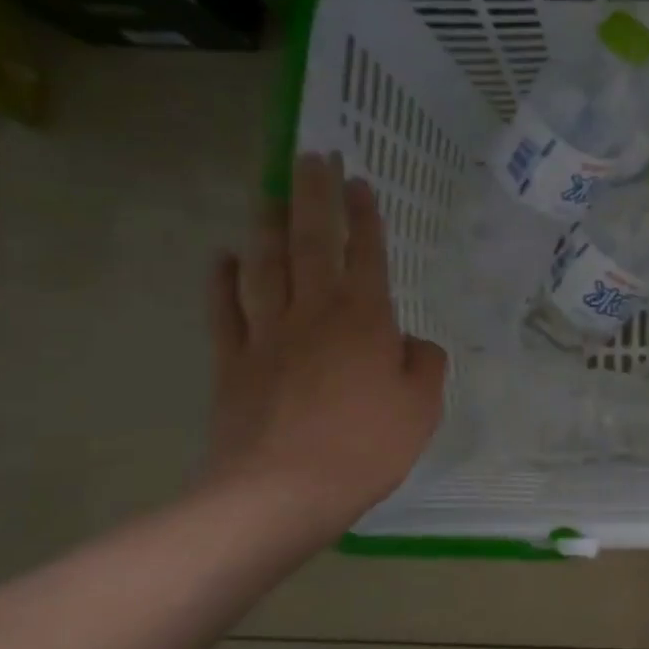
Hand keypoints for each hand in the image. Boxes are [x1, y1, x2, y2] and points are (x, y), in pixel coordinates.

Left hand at [204, 153, 447, 539]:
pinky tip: (225, 257)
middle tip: (311, 156)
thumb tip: (412, 344)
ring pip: (265, 265)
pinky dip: (223, 279)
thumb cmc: (367, 447)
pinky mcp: (232, 361)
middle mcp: (314, 313)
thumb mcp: (422, 408)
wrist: (282, 491)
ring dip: (268, 225)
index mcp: (365, 320)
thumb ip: (425, 365)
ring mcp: (267, 334)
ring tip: (270, 193)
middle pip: (312, 242)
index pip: (367, 254)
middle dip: (314, 195)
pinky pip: (225, 310)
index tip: (359, 181)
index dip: (365, 216)